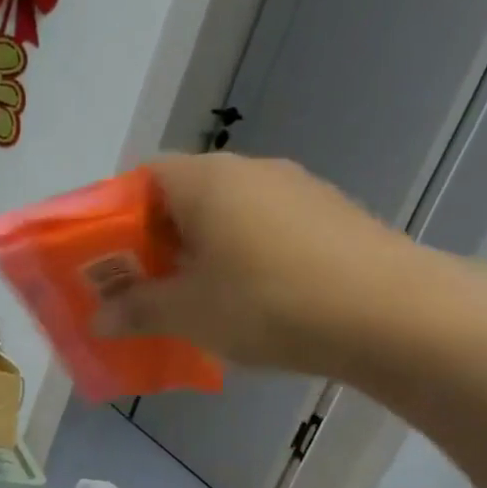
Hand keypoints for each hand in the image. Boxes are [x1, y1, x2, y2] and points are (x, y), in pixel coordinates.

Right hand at [96, 153, 426, 374]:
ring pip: (223, 218)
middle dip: (151, 245)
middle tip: (137, 292)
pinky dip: (236, 262)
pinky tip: (242, 305)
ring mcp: (294, 191)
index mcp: (206, 180)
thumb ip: (135, 310)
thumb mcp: (187, 313)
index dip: (113, 218)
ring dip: (195, 256)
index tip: (103, 262)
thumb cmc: (266, 303)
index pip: (141, 178)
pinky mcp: (326, 218)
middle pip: (181, 199)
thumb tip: (98, 317)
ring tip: (187, 305)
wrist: (388, 312)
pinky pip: (260, 233)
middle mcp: (249, 171)